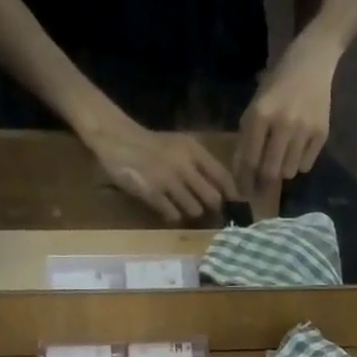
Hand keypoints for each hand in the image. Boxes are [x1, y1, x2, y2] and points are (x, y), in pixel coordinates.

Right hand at [86, 116, 235, 222]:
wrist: (119, 140)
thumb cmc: (154, 145)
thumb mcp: (182, 145)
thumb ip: (201, 163)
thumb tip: (223, 190)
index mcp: (194, 151)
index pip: (223, 177)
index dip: (233, 195)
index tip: (236, 205)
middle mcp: (185, 166)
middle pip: (213, 199)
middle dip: (213, 208)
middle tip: (210, 212)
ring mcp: (169, 181)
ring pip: (195, 210)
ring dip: (192, 212)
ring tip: (184, 207)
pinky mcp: (153, 194)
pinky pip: (173, 215)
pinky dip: (173, 216)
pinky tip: (168, 209)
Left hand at [234, 37, 337, 200]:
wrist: (312, 62)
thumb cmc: (277, 84)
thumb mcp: (255, 105)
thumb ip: (248, 138)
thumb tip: (243, 174)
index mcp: (260, 115)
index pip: (249, 159)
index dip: (245, 180)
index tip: (243, 192)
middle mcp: (283, 124)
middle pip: (270, 171)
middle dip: (264, 181)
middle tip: (261, 184)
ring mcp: (305, 129)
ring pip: (289, 171)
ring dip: (282, 170)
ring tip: (282, 157)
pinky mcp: (322, 133)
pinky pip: (306, 165)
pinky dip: (299, 163)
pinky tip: (297, 148)